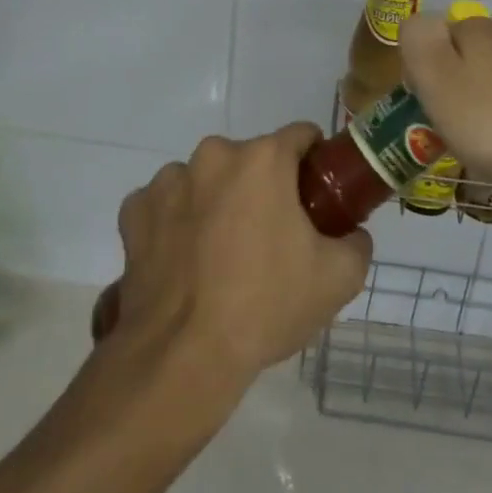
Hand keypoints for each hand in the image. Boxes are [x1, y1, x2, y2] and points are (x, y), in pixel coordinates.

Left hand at [110, 123, 372, 395]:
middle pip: (251, 160)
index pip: (301, 136)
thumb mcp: (339, 278)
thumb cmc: (266, 305)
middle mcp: (213, 155)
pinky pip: (167, 205)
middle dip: (264, 188)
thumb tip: (351, 234)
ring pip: (206, 180)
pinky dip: (177, 223)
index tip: (317, 198)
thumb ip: (357, 242)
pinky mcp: (134, 211)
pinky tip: (184, 262)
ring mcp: (168, 181)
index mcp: (263, 159)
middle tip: (272, 238)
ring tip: (221, 256)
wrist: (182, 356)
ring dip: (218, 202)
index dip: (315, 164)